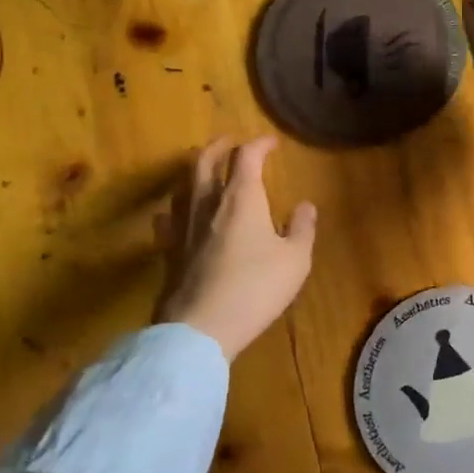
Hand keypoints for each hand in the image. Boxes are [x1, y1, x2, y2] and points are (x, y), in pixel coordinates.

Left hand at [157, 136, 317, 360]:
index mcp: (241, 199)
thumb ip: (302, 228)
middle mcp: (207, 203)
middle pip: (205, 161)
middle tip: (230, 142)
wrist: (199, 330)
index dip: (259, 144)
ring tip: (204, 169)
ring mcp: (183, 227)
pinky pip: (168, 217)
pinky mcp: (168, 251)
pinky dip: (176, 207)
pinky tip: (177, 213)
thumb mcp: (295, 260)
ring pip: (183, 185)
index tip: (272, 143)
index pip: (247, 156)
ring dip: (195, 170)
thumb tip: (305, 206)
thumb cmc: (255, 289)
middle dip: (219, 146)